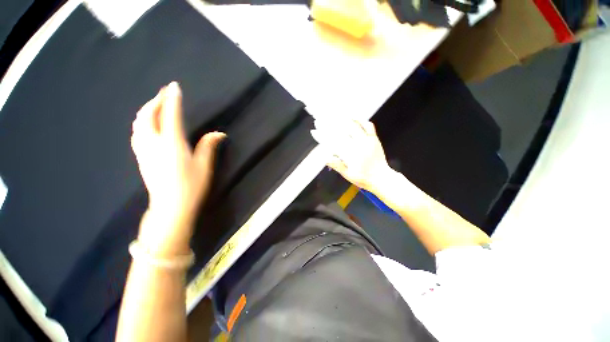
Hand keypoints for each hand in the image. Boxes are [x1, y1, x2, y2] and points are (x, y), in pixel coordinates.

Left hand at [131, 82, 224, 254]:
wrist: (170, 207)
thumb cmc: (191, 186)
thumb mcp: (204, 166)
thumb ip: (208, 146)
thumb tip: (219, 133)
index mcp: (172, 144)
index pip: (170, 115)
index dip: (172, 100)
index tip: (174, 87)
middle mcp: (154, 144)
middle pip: (148, 115)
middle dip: (156, 101)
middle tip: (165, 93)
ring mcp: (144, 151)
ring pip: (139, 123)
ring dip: (147, 110)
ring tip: (156, 105)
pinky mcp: (141, 157)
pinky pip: (137, 133)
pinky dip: (142, 122)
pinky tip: (147, 123)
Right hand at [311, 119, 391, 191]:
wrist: (381, 178)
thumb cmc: (363, 178)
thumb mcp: (348, 175)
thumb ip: (337, 165)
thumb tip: (325, 157)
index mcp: (350, 155)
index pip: (333, 143)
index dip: (322, 137)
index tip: (314, 132)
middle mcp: (358, 145)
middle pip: (340, 132)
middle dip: (328, 125)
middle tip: (318, 120)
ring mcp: (367, 140)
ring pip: (353, 126)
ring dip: (341, 119)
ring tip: (331, 114)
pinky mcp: (374, 138)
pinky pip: (368, 125)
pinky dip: (360, 119)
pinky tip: (352, 116)